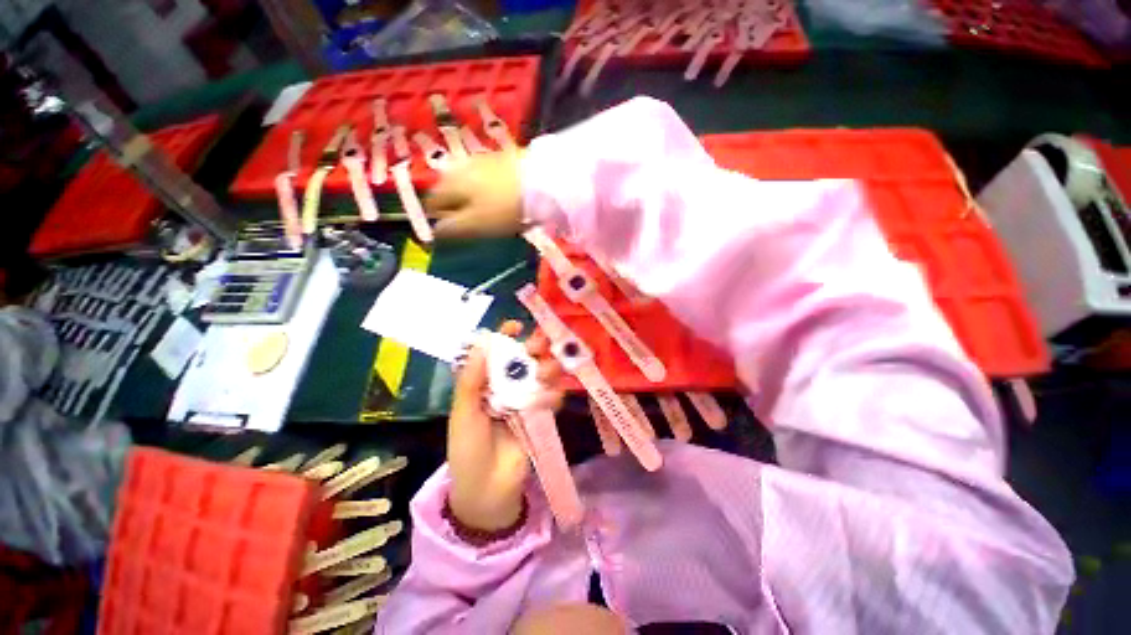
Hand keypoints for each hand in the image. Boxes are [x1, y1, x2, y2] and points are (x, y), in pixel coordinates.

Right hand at [425, 151, 524, 239]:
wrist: (540, 181)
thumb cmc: (503, 208)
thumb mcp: (475, 224)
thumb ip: (451, 228)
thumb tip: (434, 232)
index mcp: (448, 183)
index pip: (432, 203)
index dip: (439, 220)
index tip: (453, 233)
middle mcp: (459, 167)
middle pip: (450, 192)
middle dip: (456, 209)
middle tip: (472, 226)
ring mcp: (481, 160)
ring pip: (468, 184)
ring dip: (473, 200)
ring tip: (490, 215)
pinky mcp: (501, 158)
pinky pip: (487, 179)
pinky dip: (489, 191)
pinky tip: (503, 200)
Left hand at [448, 320, 563, 531]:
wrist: (487, 490)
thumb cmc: (468, 449)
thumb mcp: (463, 412)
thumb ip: (472, 378)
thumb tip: (483, 342)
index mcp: (483, 384)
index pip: (495, 353)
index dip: (505, 337)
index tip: (516, 326)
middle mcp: (505, 387)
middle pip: (521, 360)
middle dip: (532, 348)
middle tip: (540, 342)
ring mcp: (524, 400)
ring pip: (539, 375)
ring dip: (546, 368)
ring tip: (548, 369)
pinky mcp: (540, 415)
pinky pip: (550, 398)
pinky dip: (553, 393)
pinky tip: (552, 395)